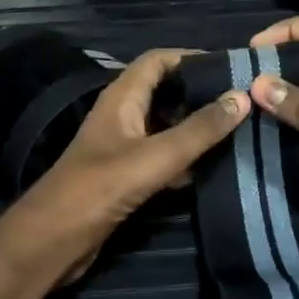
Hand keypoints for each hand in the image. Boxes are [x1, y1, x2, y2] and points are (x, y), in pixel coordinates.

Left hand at [1, 50, 249, 281]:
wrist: (53, 241)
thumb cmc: (100, 188)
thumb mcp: (155, 156)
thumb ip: (199, 130)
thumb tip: (242, 96)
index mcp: (122, 98)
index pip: (158, 60)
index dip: (192, 57)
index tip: (232, 65)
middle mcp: (122, 116)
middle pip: (165, 92)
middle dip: (201, 93)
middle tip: (244, 101)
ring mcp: (123, 148)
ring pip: (166, 127)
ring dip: (197, 128)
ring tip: (239, 131)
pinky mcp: (126, 177)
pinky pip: (162, 158)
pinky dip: (186, 159)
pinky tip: (215, 168)